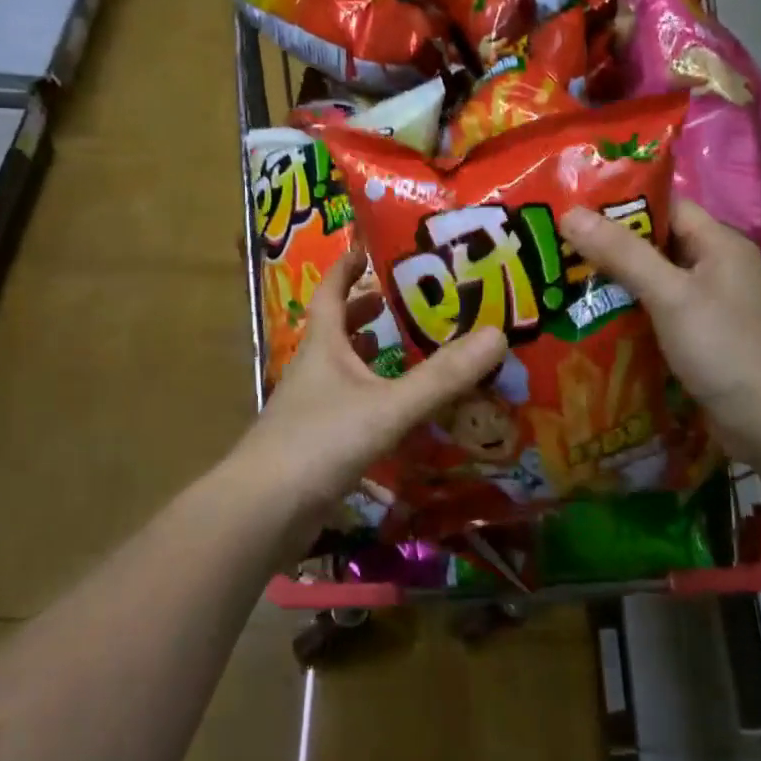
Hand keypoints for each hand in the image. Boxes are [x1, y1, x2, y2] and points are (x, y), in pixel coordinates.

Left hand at [230, 247, 507, 519]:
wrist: (262, 512)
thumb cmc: (320, 443)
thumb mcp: (388, 406)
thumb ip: (442, 377)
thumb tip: (498, 334)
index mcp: (323, 347)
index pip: (332, 293)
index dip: (347, 268)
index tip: (369, 248)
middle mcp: (314, 371)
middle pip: (338, 330)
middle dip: (367, 313)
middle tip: (406, 303)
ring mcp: (311, 409)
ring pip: (344, 371)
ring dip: (372, 358)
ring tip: (409, 353)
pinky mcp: (315, 444)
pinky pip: (350, 408)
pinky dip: (374, 401)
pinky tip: (400, 415)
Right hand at [560, 199, 760, 457]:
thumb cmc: (723, 348)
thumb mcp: (670, 294)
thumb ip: (622, 253)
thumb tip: (570, 213)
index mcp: (718, 244)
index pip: (664, 207)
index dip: (619, 205)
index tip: (572, 209)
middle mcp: (715, 267)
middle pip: (654, 243)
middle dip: (608, 245)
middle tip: (557, 247)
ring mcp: (708, 304)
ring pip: (652, 280)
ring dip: (614, 281)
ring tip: (562, 280)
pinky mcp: (699, 336)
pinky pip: (656, 311)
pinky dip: (627, 311)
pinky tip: (592, 318)